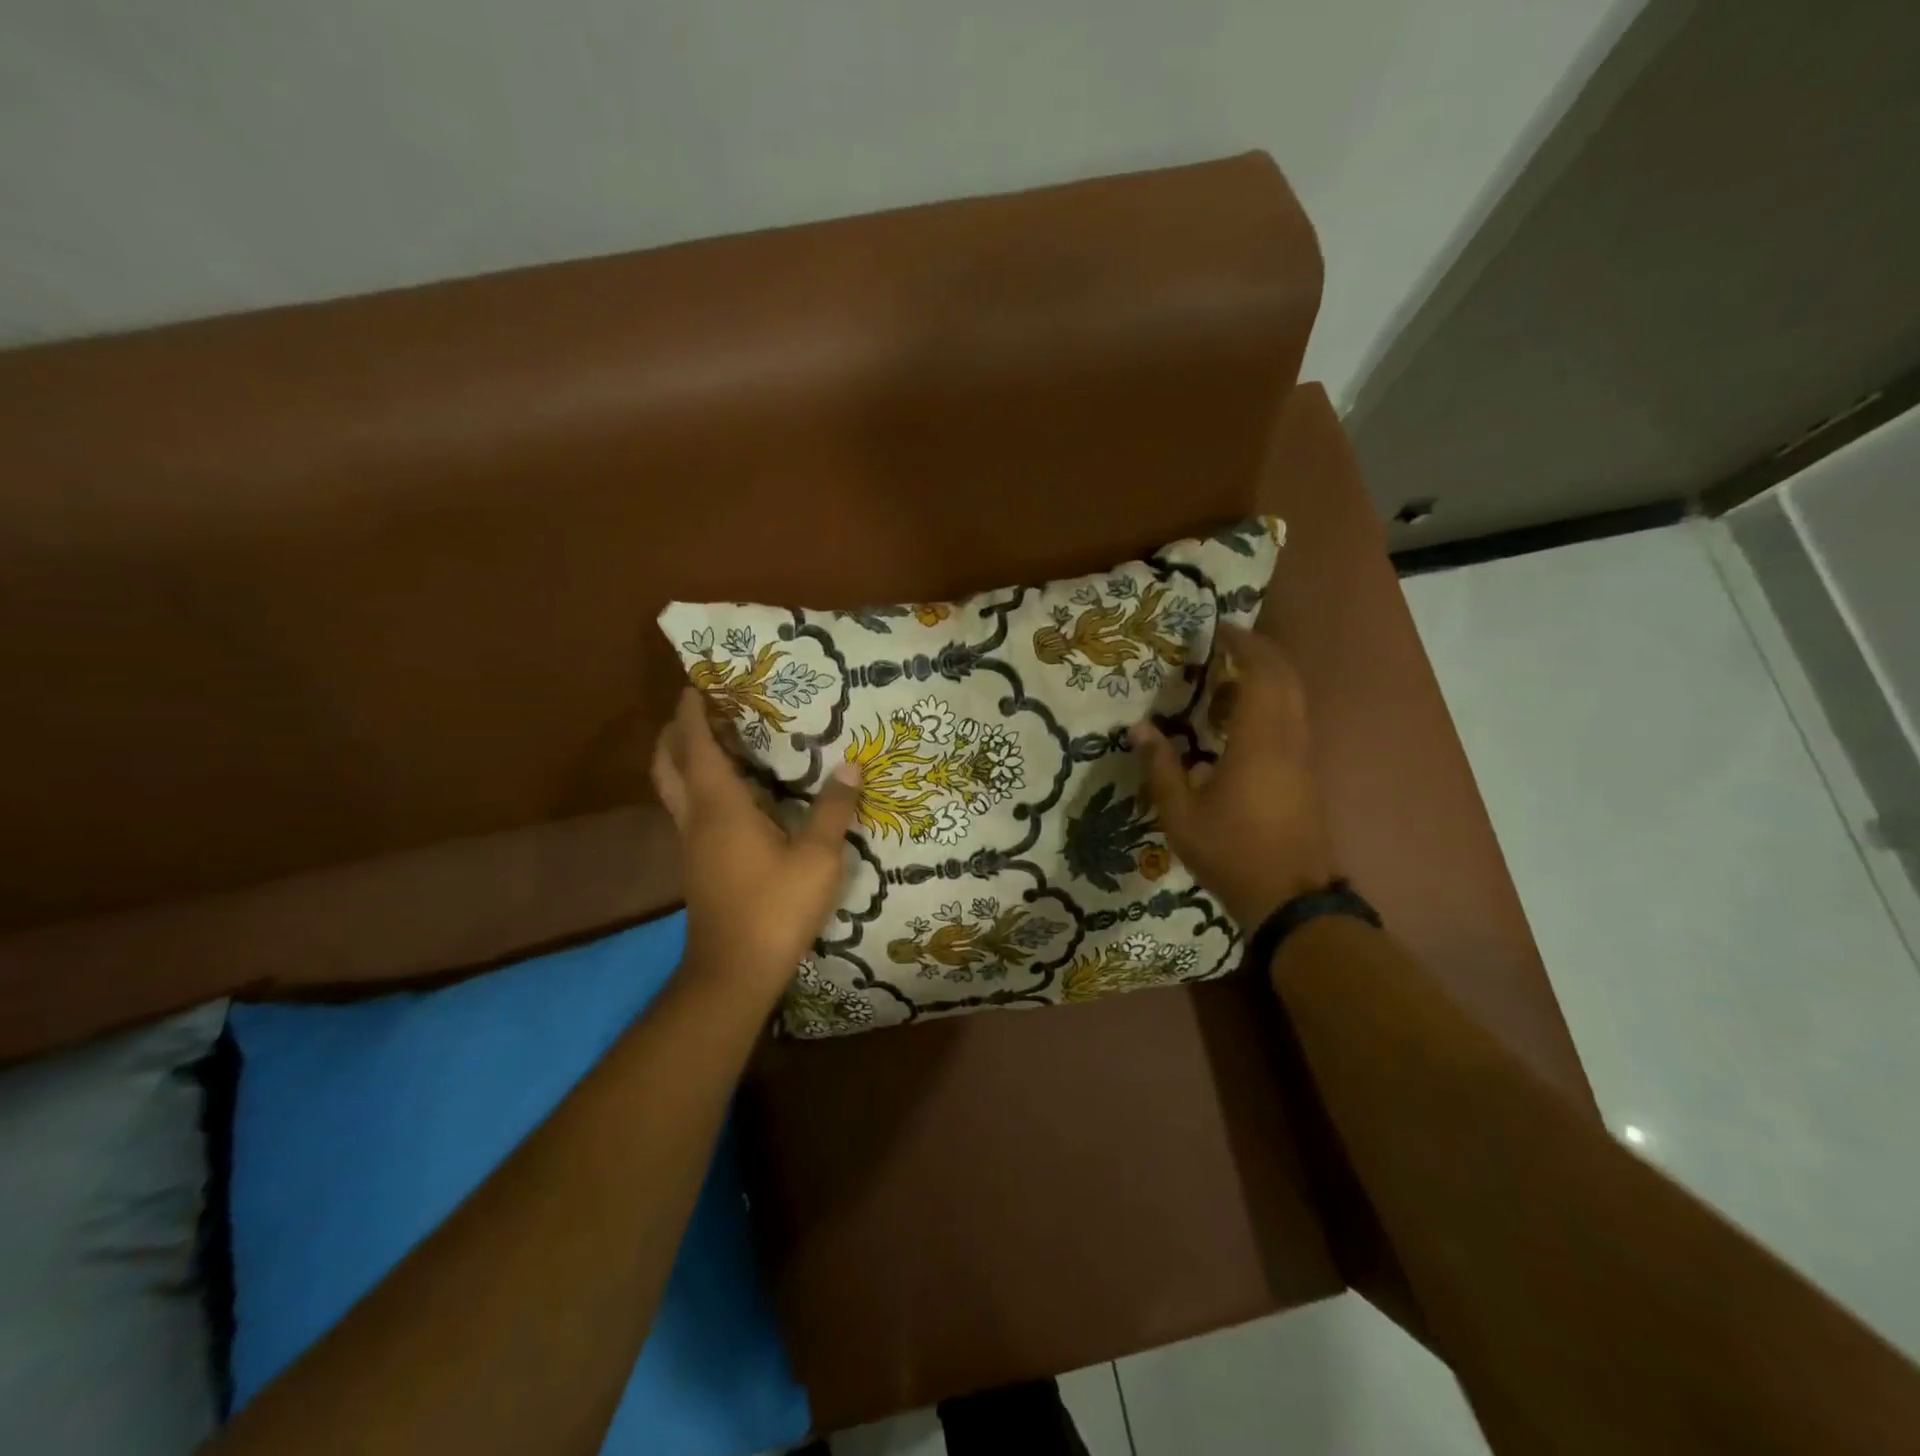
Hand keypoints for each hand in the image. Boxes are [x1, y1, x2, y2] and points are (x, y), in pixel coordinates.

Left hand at [650, 689, 861, 1000]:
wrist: (733, 972)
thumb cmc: (775, 908)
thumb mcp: (818, 858)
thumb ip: (833, 810)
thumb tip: (851, 766)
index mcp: (720, 807)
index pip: (696, 746)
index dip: (693, 713)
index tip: (697, 684)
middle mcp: (696, 819)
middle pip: (668, 764)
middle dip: (676, 732)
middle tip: (702, 710)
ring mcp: (691, 845)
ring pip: (675, 790)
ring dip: (686, 760)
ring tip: (720, 743)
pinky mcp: (698, 866)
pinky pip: (690, 812)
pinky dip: (700, 789)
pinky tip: (735, 797)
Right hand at [1130, 624, 1336, 927]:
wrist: (1290, 898)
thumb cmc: (1231, 853)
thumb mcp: (1180, 815)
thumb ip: (1159, 767)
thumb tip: (1138, 728)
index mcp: (1260, 741)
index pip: (1261, 673)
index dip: (1243, 645)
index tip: (1217, 631)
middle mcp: (1289, 738)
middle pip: (1286, 676)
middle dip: (1258, 652)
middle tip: (1222, 646)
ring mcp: (1303, 755)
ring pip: (1294, 697)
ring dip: (1267, 677)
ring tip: (1225, 680)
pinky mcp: (1306, 772)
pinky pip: (1293, 718)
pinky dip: (1272, 702)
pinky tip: (1239, 721)